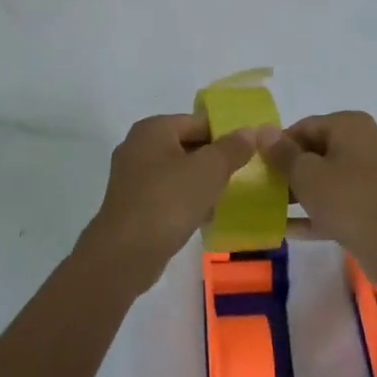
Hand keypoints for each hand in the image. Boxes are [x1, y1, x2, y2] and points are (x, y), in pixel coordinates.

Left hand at [84, 114, 256, 289]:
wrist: (125, 254)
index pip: (199, 122)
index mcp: (153, 128)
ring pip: (178, 172)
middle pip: (188, 145)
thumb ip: (233, 148)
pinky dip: (185, 201)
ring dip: (201, 183)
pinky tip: (203, 217)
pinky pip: (167, 193)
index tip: (250, 154)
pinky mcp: (132, 204)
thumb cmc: (168, 201)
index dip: (227, 135)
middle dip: (215, 161)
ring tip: (225, 199)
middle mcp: (138, 145)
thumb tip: (252, 131)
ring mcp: (132, 176)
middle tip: (242, 176)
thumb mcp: (209, 170)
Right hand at [256, 112, 376, 277]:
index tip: (259, 167)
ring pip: (328, 178)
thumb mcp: (306, 174)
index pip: (304, 126)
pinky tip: (289, 230)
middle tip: (263, 189)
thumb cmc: (347, 199)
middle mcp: (365, 142)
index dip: (278, 146)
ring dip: (300, 192)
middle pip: (316, 151)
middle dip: (289, 170)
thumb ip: (282, 153)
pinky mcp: (375, 204)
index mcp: (350, 125)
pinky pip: (340, 201)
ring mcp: (373, 175)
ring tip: (271, 208)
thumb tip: (263, 130)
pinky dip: (317, 211)